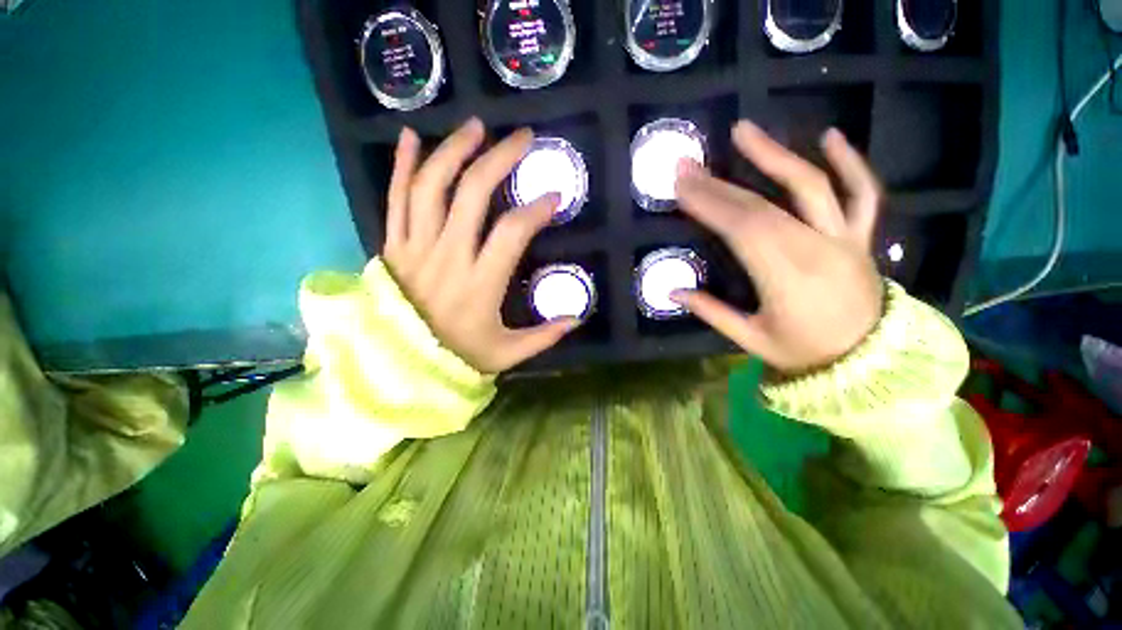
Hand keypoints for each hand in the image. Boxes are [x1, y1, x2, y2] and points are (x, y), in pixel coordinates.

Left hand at [383, 118, 577, 373]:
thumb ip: (544, 336)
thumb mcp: (507, 354)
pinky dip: (402, 166)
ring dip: (454, 150)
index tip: (554, 197)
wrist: (398, 365)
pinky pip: (394, 199)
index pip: (511, 233)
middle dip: (499, 159)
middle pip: (472, 193)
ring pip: (431, 186)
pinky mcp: (392, 246)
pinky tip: (410, 136)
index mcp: (480, 285)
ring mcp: (415, 248)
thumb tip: (577, 317)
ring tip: (476, 127)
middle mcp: (447, 257)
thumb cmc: (457, 357)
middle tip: (521, 138)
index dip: (536, 210)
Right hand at [673, 122, 883, 373]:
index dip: (709, 204)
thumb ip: (711, 313)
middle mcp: (815, 249)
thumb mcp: (751, 340)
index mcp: (784, 278)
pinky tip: (829, 136)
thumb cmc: (803, 353)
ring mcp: (844, 239)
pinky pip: (863, 193)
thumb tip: (671, 292)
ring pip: (809, 187)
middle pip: (761, 206)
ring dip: (774, 155)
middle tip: (689, 164)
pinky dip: (850, 162)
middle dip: (719, 184)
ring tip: (743, 130)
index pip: (741, 229)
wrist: (869, 363)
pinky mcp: (861, 237)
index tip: (681, 186)